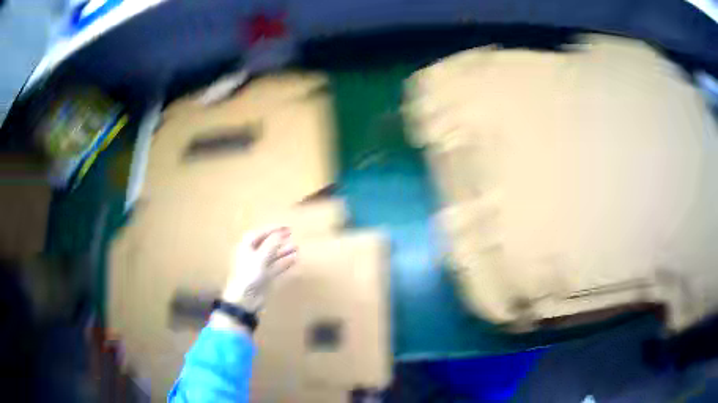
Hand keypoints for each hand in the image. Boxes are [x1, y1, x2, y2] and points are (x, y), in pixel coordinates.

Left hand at [221, 227, 296, 312]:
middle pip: (267, 244)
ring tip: (297, 248)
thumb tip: (280, 234)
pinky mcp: (266, 277)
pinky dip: (285, 263)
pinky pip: (277, 267)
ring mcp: (260, 267)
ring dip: (284, 251)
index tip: (286, 227)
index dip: (272, 229)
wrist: (245, 298)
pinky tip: (295, 260)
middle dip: (279, 240)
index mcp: (247, 247)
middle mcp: (253, 255)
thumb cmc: (250, 274)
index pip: (260, 234)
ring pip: (273, 256)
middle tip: (292, 235)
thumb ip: (271, 245)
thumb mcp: (261, 257)